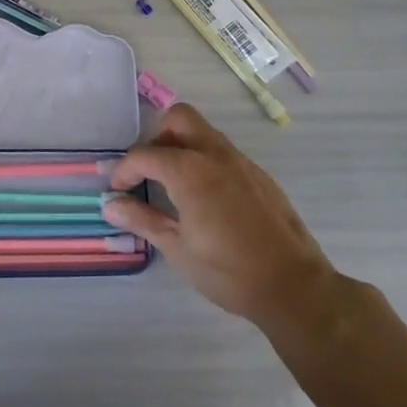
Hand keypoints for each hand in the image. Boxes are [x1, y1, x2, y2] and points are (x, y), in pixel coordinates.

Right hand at [101, 104, 338, 339]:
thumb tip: (110, 204)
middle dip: (158, 136)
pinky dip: (207, 163)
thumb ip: (142, 220)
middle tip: (151, 171)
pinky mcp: (261, 177)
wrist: (296, 288)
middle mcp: (215, 155)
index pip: (145, 154)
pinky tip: (208, 200)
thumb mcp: (177, 249)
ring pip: (205, 133)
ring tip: (175, 186)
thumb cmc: (229, 272)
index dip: (125, 170)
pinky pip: (225, 154)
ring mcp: (242, 163)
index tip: (118, 189)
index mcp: (190, 171)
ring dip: (183, 147)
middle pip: (179, 119)